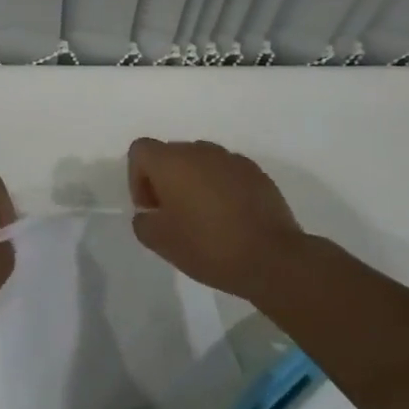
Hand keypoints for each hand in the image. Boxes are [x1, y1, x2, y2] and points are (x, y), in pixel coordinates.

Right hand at [127, 138, 307, 298]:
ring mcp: (232, 159)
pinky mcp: (256, 172)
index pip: (140, 150)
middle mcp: (201, 151)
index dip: (137, 178)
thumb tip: (150, 214)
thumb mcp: (160, 242)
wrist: (271, 258)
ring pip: (200, 162)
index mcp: (172, 162)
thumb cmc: (208, 246)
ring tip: (202, 218)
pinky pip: (226, 173)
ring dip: (193, 183)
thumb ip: (143, 222)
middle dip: (165, 180)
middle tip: (172, 216)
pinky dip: (220, 188)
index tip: (151, 208)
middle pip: (171, 154)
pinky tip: (228, 218)